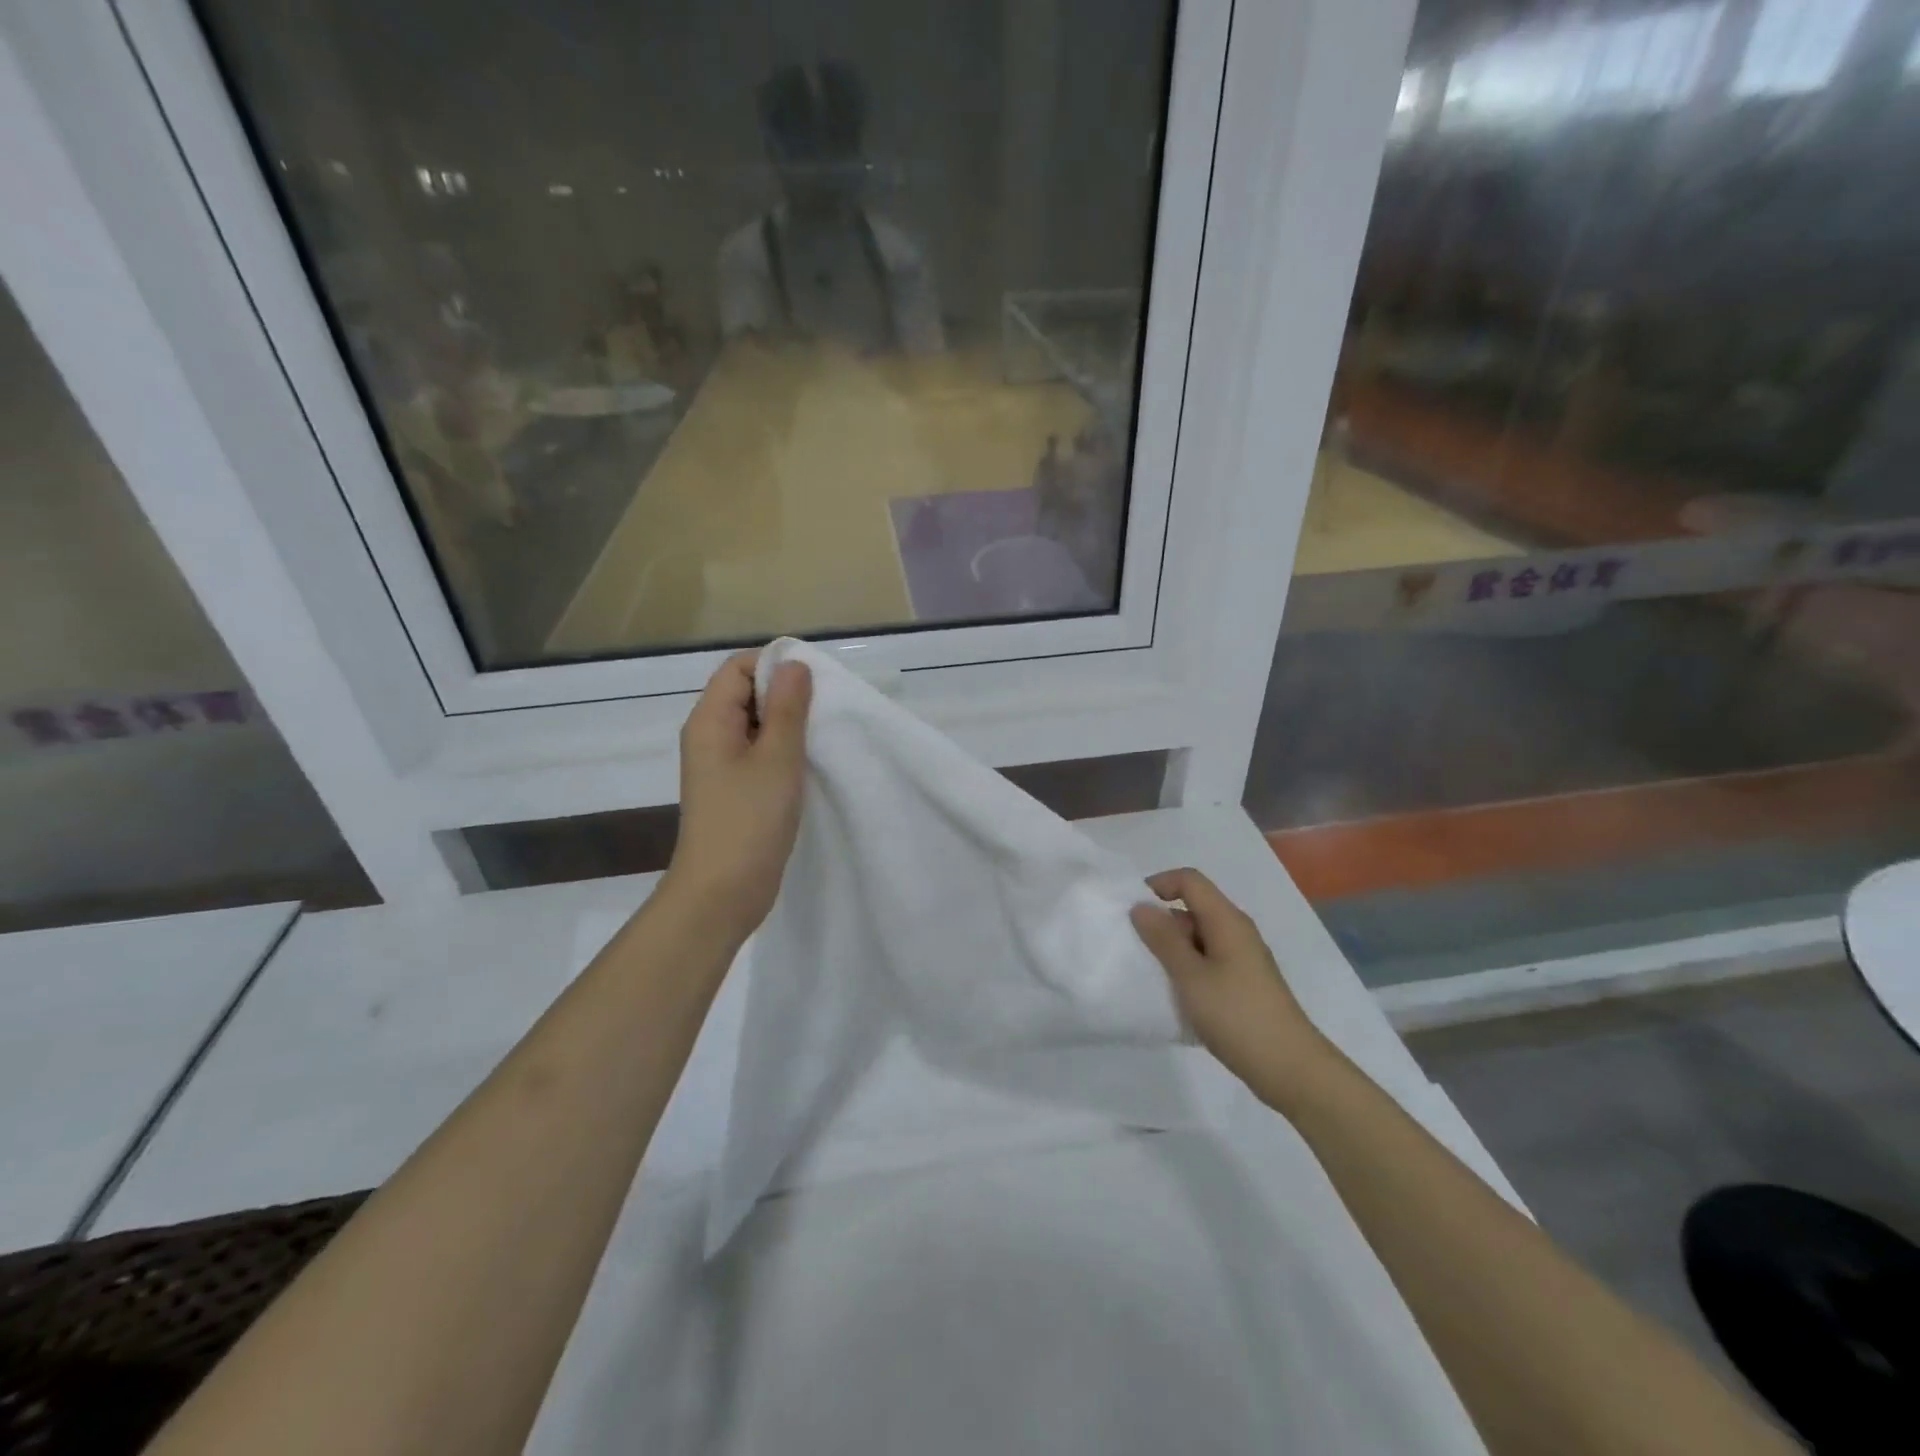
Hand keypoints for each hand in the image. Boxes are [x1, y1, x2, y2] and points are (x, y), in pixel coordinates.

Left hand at [665, 649, 811, 934]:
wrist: (722, 893)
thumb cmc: (749, 821)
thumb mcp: (777, 757)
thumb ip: (787, 707)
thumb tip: (793, 663)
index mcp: (710, 720)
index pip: (739, 667)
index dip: (775, 666)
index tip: (815, 684)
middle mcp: (709, 736)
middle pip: (747, 693)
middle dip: (786, 695)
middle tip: (825, 712)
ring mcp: (720, 765)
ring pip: (756, 725)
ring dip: (788, 726)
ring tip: (822, 738)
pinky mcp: (733, 790)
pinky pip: (758, 754)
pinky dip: (783, 752)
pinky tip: (809, 765)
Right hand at [1130, 868, 1332, 1107]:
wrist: (1290, 1069)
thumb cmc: (1237, 1016)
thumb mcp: (1191, 976)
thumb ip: (1163, 939)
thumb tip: (1141, 907)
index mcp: (1227, 921)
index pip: (1189, 881)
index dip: (1158, 884)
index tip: (1131, 910)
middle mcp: (1236, 932)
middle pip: (1193, 907)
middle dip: (1161, 921)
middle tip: (1134, 948)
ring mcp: (1242, 959)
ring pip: (1198, 938)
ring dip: (1172, 949)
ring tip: (1149, 973)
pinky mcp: (1243, 984)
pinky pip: (1207, 962)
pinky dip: (1186, 969)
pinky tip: (1173, 995)